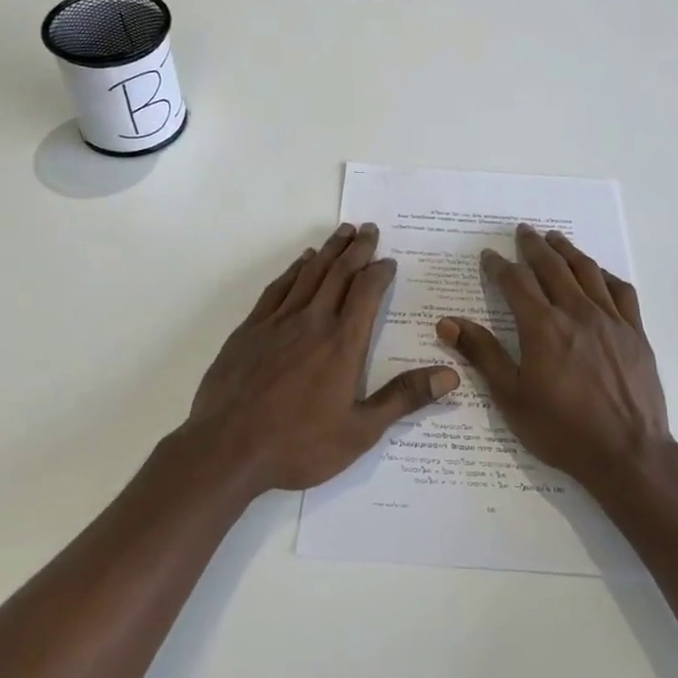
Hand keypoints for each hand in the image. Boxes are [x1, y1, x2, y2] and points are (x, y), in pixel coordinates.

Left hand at [183, 223, 459, 493]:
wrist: (227, 449)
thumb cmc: (299, 444)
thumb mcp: (360, 431)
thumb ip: (403, 398)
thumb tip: (451, 376)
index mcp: (343, 343)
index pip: (367, 292)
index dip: (380, 272)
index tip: (389, 260)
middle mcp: (313, 322)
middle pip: (339, 273)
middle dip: (357, 248)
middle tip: (369, 229)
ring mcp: (278, 322)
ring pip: (309, 274)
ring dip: (328, 251)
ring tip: (342, 232)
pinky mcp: (250, 329)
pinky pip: (277, 288)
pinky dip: (293, 270)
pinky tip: (300, 262)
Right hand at [435, 224, 671, 493]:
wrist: (627, 454)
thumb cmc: (561, 429)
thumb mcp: (511, 397)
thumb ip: (482, 354)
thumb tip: (447, 323)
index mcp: (543, 327)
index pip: (516, 283)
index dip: (499, 266)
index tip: (489, 256)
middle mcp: (577, 313)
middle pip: (552, 267)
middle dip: (533, 246)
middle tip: (522, 231)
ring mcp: (611, 320)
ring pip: (587, 272)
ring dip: (567, 251)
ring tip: (555, 238)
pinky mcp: (635, 332)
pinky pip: (621, 291)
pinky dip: (605, 275)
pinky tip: (598, 273)